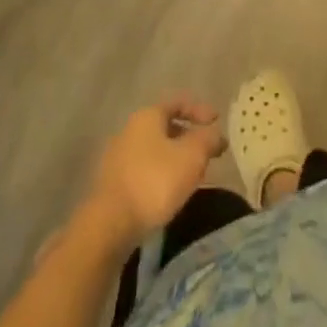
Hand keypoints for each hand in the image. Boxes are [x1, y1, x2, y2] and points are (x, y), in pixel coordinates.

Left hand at [83, 96, 227, 248]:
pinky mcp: (112, 183)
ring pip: (154, 149)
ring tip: (192, 174)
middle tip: (207, 151)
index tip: (217, 121)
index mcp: (147, 116)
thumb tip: (216, 133)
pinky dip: (161, 174)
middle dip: (188, 136)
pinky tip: (170, 192)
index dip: (200, 109)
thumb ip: (208, 139)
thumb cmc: (155, 182)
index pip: (178, 102)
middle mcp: (129, 130)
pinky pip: (144, 169)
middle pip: (165, 126)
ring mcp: (117, 157)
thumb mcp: (192, 156)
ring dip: (175, 157)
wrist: (109, 225)